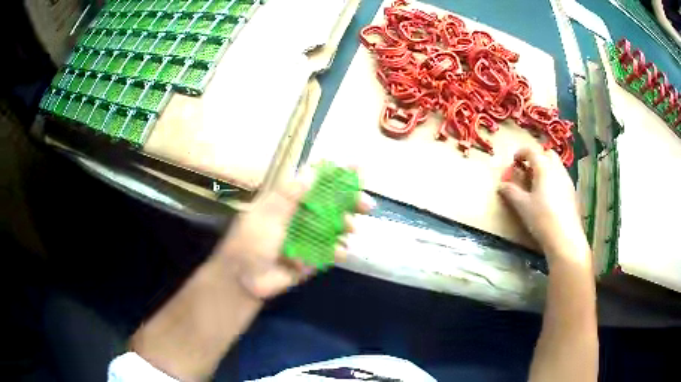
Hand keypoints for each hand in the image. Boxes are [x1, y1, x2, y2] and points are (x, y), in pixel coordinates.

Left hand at [214, 169, 374, 299]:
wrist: (245, 279)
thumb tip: (313, 169)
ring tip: (350, 229)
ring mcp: (308, 238)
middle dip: (350, 203)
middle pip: (331, 205)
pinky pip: (330, 252)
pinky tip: (342, 251)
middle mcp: (301, 217)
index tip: (359, 170)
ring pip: (334, 227)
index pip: (316, 183)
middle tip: (367, 205)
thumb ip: (292, 194)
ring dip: (346, 226)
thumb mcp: (269, 213)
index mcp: (289, 201)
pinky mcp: (312, 259)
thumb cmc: (252, 241)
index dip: (336, 176)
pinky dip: (339, 250)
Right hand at [498, 146, 589, 263]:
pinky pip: (562, 178)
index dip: (521, 152)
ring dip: (547, 168)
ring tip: (538, 184)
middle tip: (528, 170)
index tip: (514, 160)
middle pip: (548, 154)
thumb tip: (501, 185)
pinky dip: (554, 179)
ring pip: (557, 166)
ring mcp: (567, 181)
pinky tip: (549, 197)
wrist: (565, 239)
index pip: (532, 151)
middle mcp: (557, 170)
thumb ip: (511, 192)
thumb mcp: (522, 206)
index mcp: (544, 168)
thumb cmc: (542, 219)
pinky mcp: (573, 193)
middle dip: (537, 157)